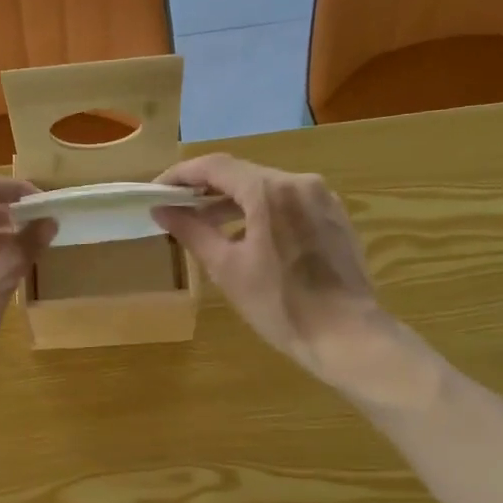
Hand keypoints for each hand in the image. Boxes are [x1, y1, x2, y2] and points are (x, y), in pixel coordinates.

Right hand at [154, 154, 396, 388]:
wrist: (346, 335)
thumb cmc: (279, 304)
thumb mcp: (227, 269)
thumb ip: (192, 231)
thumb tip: (161, 210)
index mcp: (269, 191)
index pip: (215, 167)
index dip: (180, 176)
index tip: (157, 192)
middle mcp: (299, 182)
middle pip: (242, 174)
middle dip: (206, 190)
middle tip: (176, 210)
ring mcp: (322, 198)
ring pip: (266, 188)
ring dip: (233, 202)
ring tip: (206, 226)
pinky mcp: (334, 217)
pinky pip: (289, 203)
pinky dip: (261, 212)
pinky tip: (247, 238)